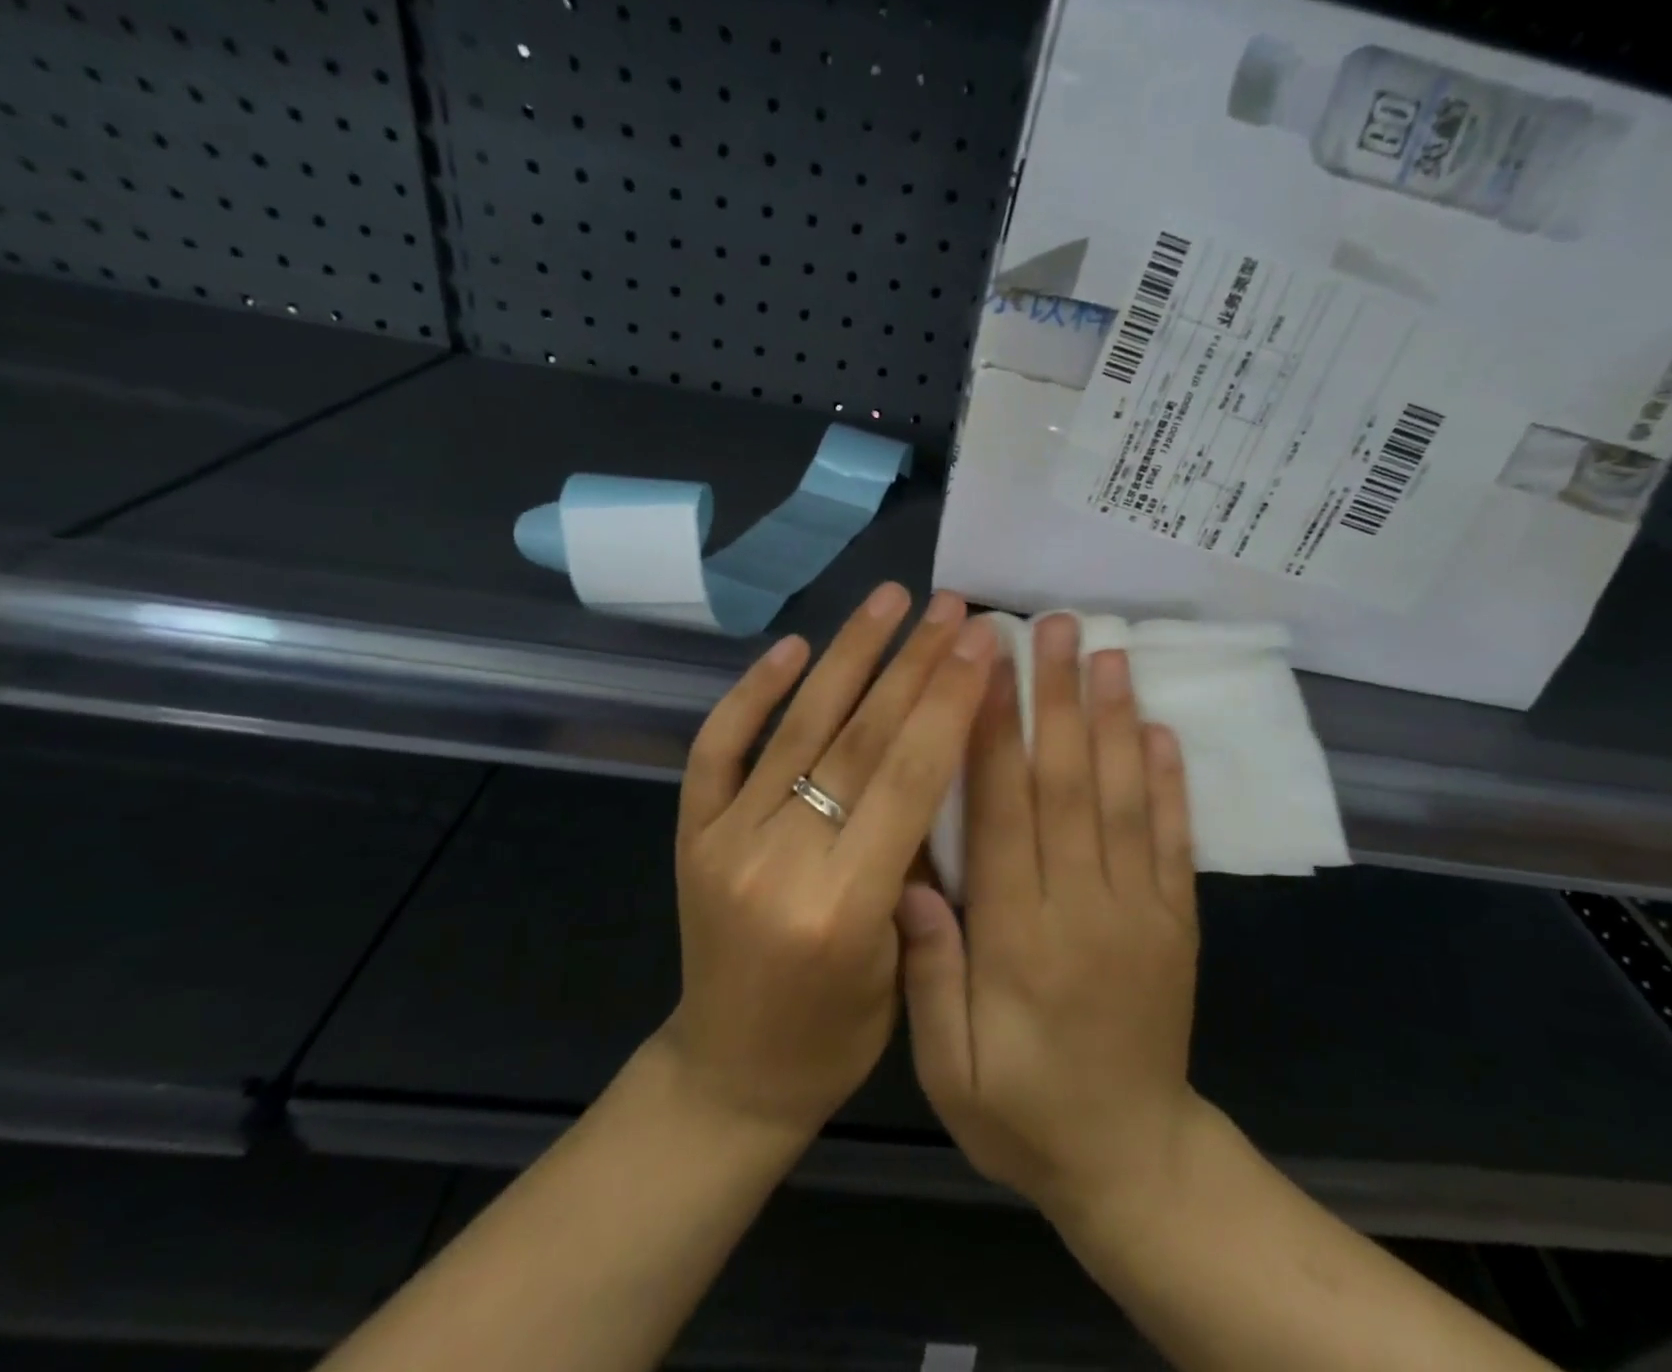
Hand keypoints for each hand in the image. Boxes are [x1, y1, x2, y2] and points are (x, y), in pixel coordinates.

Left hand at [661, 584, 996, 1139]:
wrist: (730, 1072)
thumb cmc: (836, 1035)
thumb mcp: (904, 961)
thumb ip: (917, 861)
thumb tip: (941, 753)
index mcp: (844, 905)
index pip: (909, 777)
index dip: (949, 701)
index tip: (982, 641)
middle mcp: (778, 860)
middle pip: (859, 740)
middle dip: (913, 664)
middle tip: (951, 608)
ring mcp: (723, 840)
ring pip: (797, 728)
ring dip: (848, 655)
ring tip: (889, 599)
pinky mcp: (689, 833)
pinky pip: (717, 748)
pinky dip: (752, 692)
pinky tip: (792, 647)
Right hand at [897, 613, 1201, 1220]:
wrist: (1132, 1165)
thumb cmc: (1023, 1112)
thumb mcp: (950, 1069)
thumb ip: (929, 976)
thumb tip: (909, 880)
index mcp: (1020, 937)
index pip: (1004, 812)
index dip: (991, 732)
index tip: (986, 664)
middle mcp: (1084, 907)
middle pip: (1067, 784)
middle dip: (1056, 698)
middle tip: (1053, 626)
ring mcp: (1141, 910)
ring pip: (1123, 796)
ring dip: (1114, 719)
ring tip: (1107, 652)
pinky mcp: (1177, 921)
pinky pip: (1174, 839)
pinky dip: (1169, 781)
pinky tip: (1160, 729)